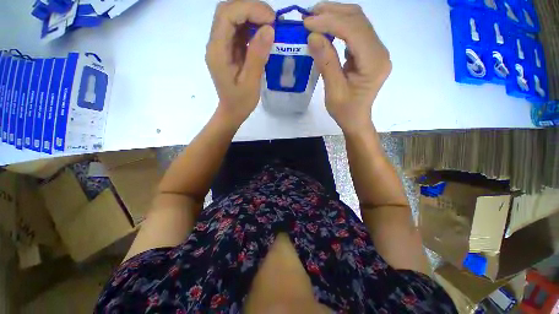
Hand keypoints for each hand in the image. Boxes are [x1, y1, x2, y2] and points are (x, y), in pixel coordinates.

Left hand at [206, 0, 274, 125]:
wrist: (232, 111)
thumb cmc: (240, 102)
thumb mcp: (251, 83)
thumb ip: (257, 56)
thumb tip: (269, 29)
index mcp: (218, 52)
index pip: (227, 15)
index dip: (249, 9)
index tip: (271, 21)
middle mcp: (216, 43)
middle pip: (228, 11)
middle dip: (251, 9)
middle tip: (272, 21)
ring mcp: (221, 45)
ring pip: (233, 17)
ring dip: (252, 16)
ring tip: (270, 26)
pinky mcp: (228, 49)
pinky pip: (238, 30)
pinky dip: (252, 27)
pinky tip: (263, 34)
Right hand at [304, 2, 391, 132]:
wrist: (356, 119)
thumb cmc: (345, 111)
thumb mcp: (333, 91)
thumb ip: (326, 63)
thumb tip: (313, 36)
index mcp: (374, 63)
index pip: (354, 31)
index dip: (330, 22)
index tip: (307, 22)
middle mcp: (379, 51)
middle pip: (358, 20)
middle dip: (332, 13)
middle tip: (309, 15)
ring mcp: (376, 50)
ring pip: (358, 22)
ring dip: (336, 15)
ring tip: (315, 17)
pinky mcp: (369, 52)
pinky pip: (355, 31)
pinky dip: (339, 26)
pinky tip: (326, 27)